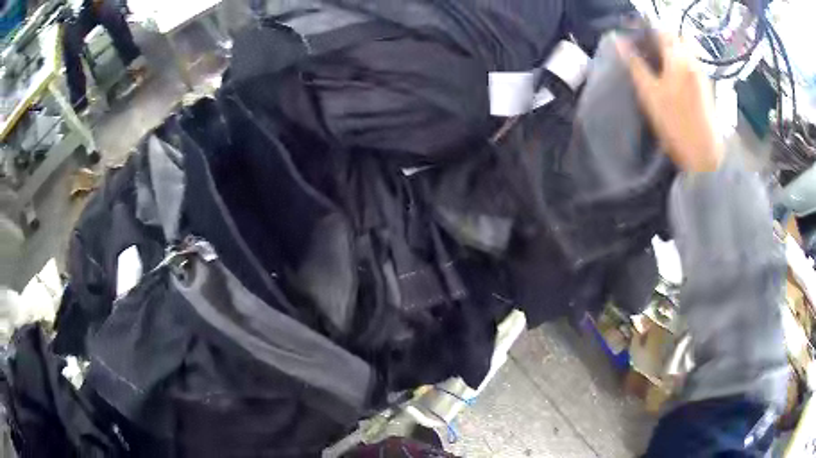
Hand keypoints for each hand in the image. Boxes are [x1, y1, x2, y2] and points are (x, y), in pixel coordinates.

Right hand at [617, 32, 722, 172]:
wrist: (705, 155)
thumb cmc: (675, 124)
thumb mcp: (650, 95)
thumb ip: (635, 65)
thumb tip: (619, 41)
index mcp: (677, 58)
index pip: (660, 31)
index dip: (646, 32)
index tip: (636, 40)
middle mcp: (692, 60)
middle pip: (676, 37)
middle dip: (662, 39)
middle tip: (649, 52)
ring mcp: (701, 73)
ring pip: (686, 49)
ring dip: (673, 50)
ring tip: (661, 64)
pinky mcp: (706, 86)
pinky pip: (692, 63)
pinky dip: (682, 62)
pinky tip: (676, 77)